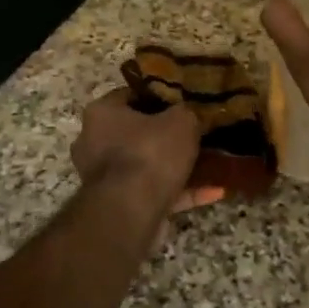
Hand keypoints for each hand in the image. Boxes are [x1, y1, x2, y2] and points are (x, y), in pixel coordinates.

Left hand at [71, 89, 222, 214]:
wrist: (131, 212)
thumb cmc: (150, 153)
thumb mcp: (181, 120)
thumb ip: (186, 112)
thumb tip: (188, 114)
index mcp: (102, 113)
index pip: (130, 95)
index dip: (159, 96)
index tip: (184, 101)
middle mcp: (94, 142)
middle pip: (136, 132)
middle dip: (166, 134)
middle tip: (197, 132)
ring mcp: (104, 177)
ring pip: (146, 164)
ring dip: (175, 166)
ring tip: (210, 162)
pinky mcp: (119, 205)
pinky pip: (154, 192)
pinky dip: (181, 192)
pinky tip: (214, 191)